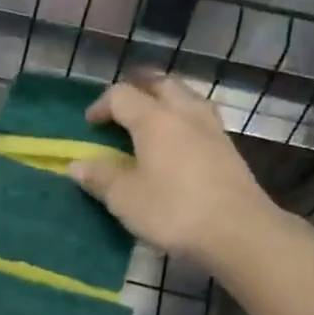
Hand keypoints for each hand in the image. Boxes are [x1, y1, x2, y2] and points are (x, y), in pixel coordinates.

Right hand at [69, 73, 288, 273]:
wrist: (237, 230)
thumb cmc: (173, 210)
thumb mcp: (125, 198)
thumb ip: (100, 177)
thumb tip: (76, 165)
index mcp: (154, 119)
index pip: (122, 95)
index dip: (101, 106)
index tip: (89, 125)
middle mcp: (185, 113)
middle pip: (161, 84)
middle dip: (138, 90)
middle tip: (121, 109)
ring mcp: (211, 128)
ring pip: (186, 97)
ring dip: (165, 100)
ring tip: (151, 120)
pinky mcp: (228, 148)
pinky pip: (200, 117)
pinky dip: (183, 119)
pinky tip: (178, 142)